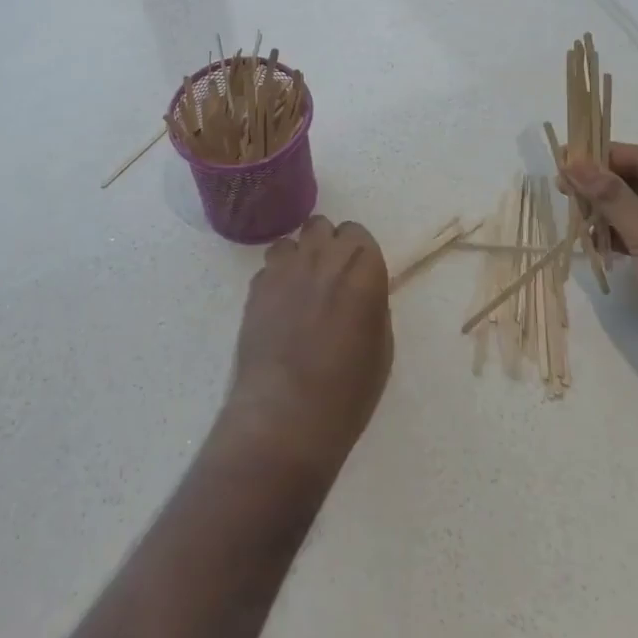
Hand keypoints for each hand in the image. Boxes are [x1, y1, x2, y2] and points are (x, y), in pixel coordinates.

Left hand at [225, 216, 391, 478]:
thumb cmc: (348, 389)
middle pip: (322, 226)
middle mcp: (323, 256)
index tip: (356, 276)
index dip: (357, 253)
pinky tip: (278, 308)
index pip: (358, 234)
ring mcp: (285, 268)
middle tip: (329, 279)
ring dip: (298, 257)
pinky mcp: (256, 286)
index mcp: (363, 267)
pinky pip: (269, 267)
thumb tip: (360, 294)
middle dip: (327, 245)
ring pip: (291, 241)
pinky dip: (276, 279)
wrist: (288, 411)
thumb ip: (371, 305)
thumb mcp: (381, 346)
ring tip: (300, 289)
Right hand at [562, 145, 637, 386]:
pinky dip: (615, 236)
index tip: (561, 159)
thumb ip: (610, 195)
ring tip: (572, 218)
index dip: (602, 156)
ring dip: (604, 212)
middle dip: (600, 186)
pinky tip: (590, 242)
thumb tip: (573, 160)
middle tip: (559, 189)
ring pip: (635, 210)